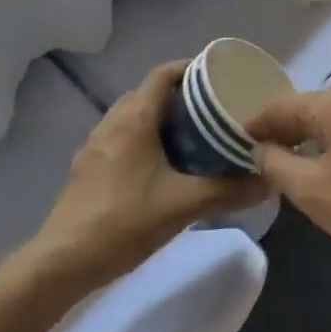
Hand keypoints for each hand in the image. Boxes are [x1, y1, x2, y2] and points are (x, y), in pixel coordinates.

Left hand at [31, 61, 268, 286]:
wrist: (61, 262)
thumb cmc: (124, 222)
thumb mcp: (183, 206)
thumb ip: (228, 191)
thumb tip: (269, 181)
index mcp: (134, 119)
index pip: (163, 73)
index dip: (191, 68)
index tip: (219, 77)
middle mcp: (112, 122)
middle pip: (150, 93)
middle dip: (181, 96)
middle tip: (214, 111)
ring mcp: (95, 145)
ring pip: (134, 117)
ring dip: (162, 119)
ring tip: (194, 137)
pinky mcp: (88, 168)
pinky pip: (122, 138)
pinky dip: (145, 140)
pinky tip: (163, 168)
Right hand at [245, 91, 330, 275]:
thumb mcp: (312, 191)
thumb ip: (278, 166)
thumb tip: (260, 150)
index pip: (281, 105)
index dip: (256, 123)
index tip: (233, 142)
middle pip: (307, 110)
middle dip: (281, 132)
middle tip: (255, 157)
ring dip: (306, 141)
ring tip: (284, 167)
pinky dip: (329, 148)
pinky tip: (325, 172)